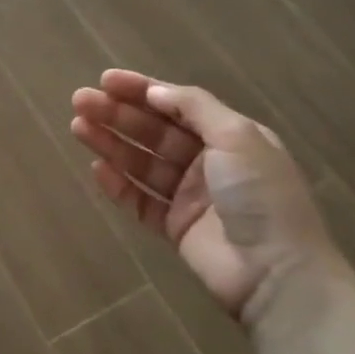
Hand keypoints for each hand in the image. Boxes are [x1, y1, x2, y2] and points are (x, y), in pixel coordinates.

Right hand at [70, 69, 343, 327]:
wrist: (276, 273)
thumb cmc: (260, 196)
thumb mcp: (237, 137)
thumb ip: (194, 107)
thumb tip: (154, 90)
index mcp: (229, 136)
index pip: (177, 104)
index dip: (141, 90)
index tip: (105, 79)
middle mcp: (209, 162)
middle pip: (154, 131)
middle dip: (118, 114)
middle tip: (80, 102)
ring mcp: (191, 196)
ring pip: (142, 162)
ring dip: (111, 143)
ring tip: (78, 128)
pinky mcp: (176, 227)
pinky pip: (141, 200)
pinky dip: (119, 185)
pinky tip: (97, 169)